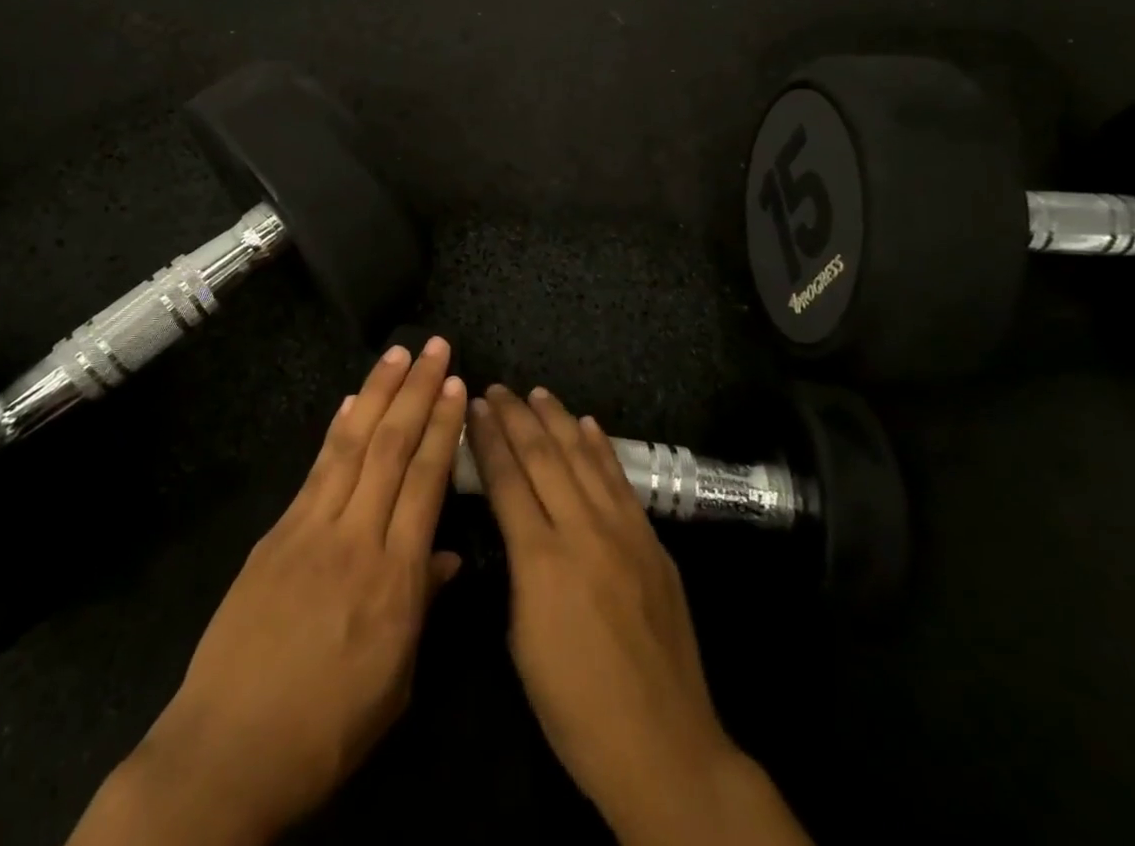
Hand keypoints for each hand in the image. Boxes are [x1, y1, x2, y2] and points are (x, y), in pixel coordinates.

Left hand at [68, 339, 466, 845]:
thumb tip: (449, 554)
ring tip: (397, 354)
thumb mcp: (395, 683)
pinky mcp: (276, 533)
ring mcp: (310, 529)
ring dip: (377, 392)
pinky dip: (337, 430)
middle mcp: (355, 538)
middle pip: (392, 448)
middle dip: (416, 391)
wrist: (227, 751)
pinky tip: (350, 404)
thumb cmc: (326, 730)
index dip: (443, 428)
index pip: (426, 482)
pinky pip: (315, 469)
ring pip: (352, 445)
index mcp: (394, 580)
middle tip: (436, 347)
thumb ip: (423, 605)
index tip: (457, 386)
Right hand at [466, 385, 810, 845]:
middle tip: (497, 389)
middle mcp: (582, 530)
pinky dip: (601, 448)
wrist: (663, 746)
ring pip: (584, 457)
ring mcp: (624, 531)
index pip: (507, 479)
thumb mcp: (522, 638)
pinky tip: (589, 425)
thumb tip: (515, 523)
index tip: (472, 408)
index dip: (487, 439)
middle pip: (543, 456)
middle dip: (516, 416)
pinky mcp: (652, 540)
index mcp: (540, 559)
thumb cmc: (574, 706)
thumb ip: (518, 567)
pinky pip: (620, 481)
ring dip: (558, 420)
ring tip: (537, 393)